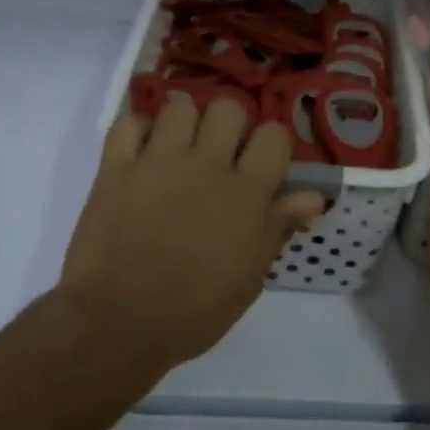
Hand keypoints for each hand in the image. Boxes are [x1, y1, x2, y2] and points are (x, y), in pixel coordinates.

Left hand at [57, 95, 325, 381]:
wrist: (119, 322)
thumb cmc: (195, 310)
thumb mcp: (250, 276)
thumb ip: (278, 227)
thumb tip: (314, 197)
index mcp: (246, 192)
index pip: (274, 136)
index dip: (272, 146)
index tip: (264, 166)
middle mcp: (206, 164)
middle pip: (228, 108)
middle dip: (230, 126)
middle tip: (221, 155)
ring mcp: (158, 162)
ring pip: (180, 107)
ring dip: (185, 123)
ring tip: (180, 150)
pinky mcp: (115, 168)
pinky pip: (128, 124)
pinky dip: (138, 131)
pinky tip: (143, 153)